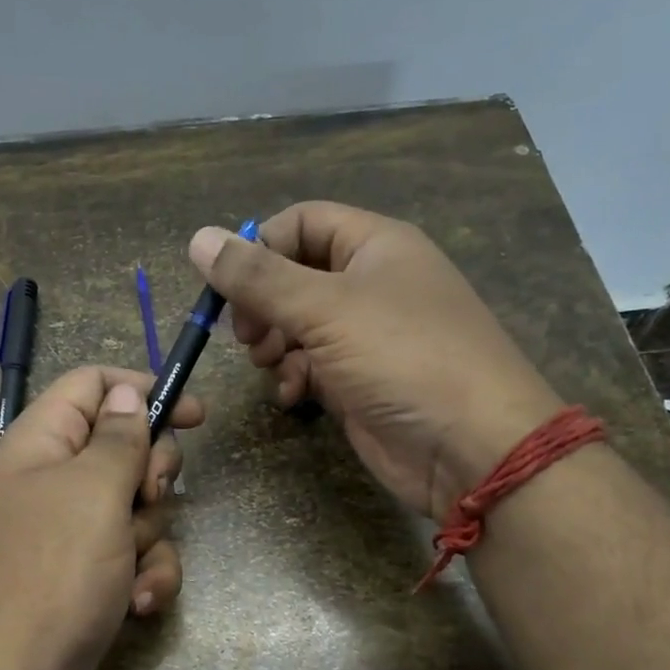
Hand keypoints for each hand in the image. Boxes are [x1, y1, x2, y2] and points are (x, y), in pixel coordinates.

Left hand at [0, 366, 200, 669]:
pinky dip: (142, 577)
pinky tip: (138, 605)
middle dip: (152, 477)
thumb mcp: (94, 492)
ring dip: (149, 539)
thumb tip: (126, 391)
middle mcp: (51, 481)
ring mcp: (67, 533)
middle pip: (123, 448)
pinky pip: (130, 557)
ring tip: (132, 573)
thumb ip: (118, 437)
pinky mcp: (83, 577)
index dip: (143, 389)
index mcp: (40, 443)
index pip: (93, 385)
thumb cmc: (52, 575)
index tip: (193, 415)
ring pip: (136, 509)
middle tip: (148, 498)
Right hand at [190, 201, 560, 518]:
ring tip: (267, 364)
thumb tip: (199, 238)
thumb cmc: (402, 357)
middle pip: (296, 275)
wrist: (470, 447)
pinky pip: (313, 366)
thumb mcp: (324, 309)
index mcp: (376, 245)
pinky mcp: (362, 382)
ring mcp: (368, 336)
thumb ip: (258, 277)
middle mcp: (372, 284)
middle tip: (246, 335)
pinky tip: (293, 397)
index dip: (260, 246)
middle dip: (262, 304)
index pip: (303, 222)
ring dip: (275, 344)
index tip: (227, 286)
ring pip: (299, 325)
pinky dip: (295, 377)